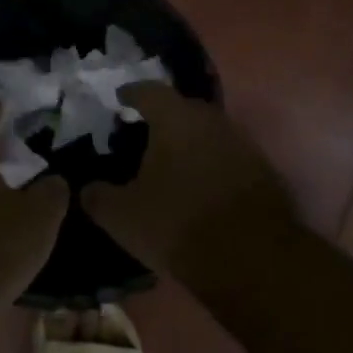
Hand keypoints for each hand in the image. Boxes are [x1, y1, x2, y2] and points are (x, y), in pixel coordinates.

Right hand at [80, 83, 297, 279]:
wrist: (253, 261)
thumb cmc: (178, 224)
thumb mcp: (122, 216)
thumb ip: (98, 197)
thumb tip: (87, 189)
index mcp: (175, 119)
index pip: (148, 91)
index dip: (131, 94)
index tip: (120, 100)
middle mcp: (212, 122)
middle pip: (183, 109)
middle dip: (162, 118)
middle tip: (143, 134)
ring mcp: (244, 146)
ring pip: (209, 134)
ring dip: (190, 144)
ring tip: (170, 163)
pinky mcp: (264, 174)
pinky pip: (228, 159)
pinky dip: (211, 166)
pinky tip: (199, 188)